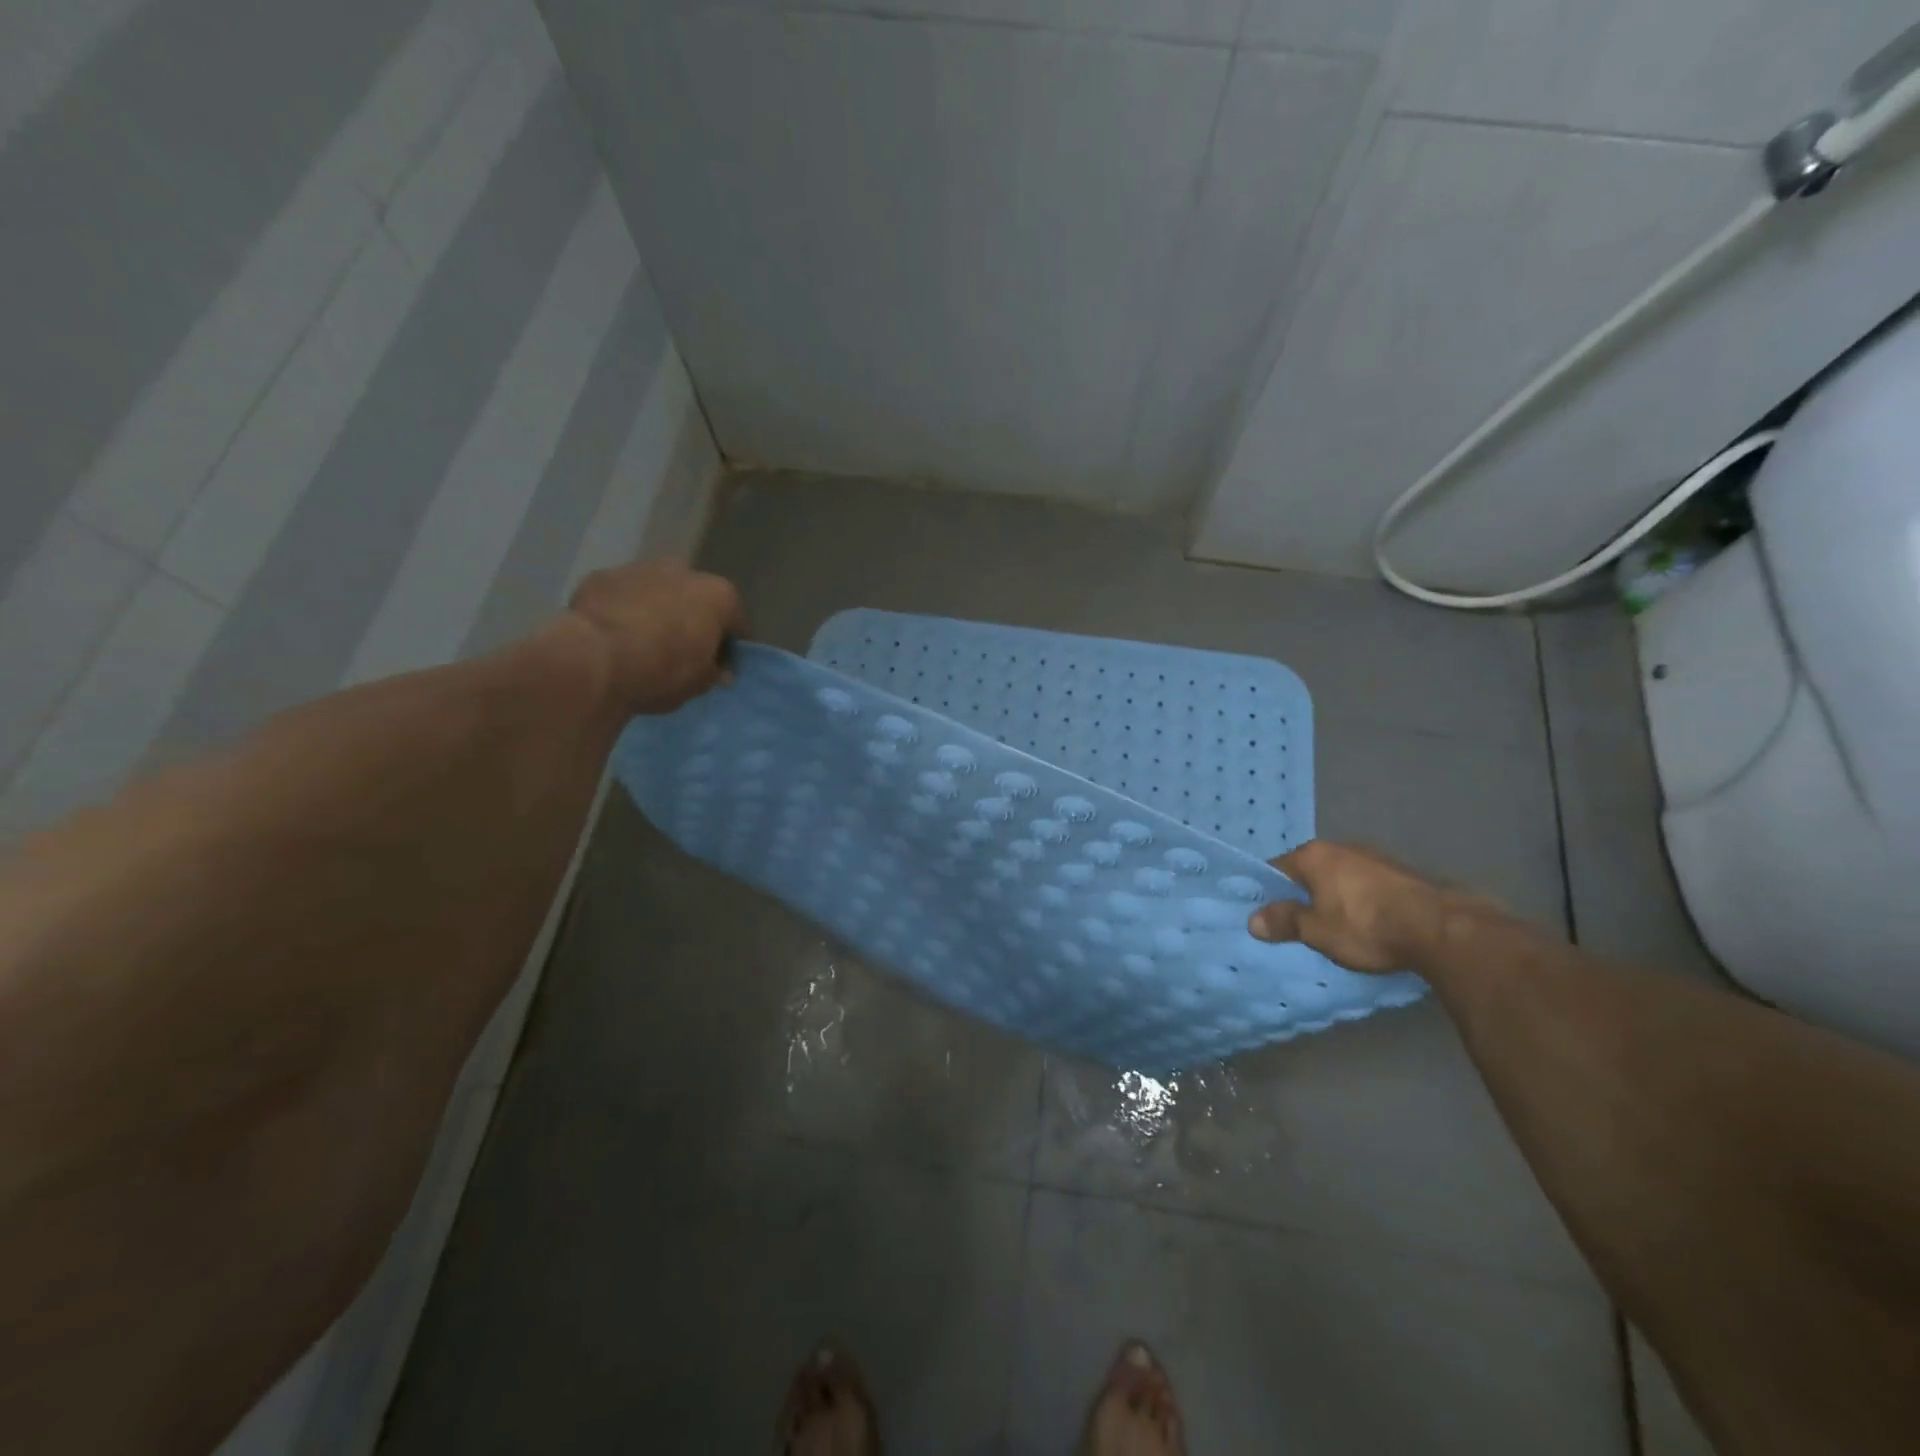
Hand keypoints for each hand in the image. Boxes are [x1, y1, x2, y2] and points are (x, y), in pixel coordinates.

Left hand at [568, 561, 744, 715]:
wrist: (597, 660)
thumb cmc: (663, 671)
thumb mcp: (699, 683)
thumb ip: (714, 672)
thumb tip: (719, 670)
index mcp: (718, 595)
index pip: (735, 621)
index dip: (728, 646)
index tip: (718, 666)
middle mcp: (684, 571)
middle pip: (695, 597)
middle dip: (691, 619)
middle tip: (681, 651)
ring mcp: (639, 569)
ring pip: (656, 591)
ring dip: (656, 610)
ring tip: (643, 642)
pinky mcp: (601, 576)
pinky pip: (621, 595)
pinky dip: (622, 610)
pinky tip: (613, 635)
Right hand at [1247, 840, 1454, 973]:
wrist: (1440, 928)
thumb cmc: (1366, 926)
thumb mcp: (1317, 931)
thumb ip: (1285, 922)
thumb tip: (1253, 920)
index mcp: (1313, 856)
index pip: (1276, 869)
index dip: (1269, 892)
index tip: (1268, 915)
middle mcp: (1341, 848)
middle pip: (1309, 871)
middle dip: (1303, 894)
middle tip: (1300, 924)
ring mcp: (1374, 857)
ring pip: (1339, 876)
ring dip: (1334, 897)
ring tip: (1335, 926)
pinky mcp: (1400, 872)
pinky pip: (1366, 884)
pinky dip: (1360, 900)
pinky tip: (1367, 922)